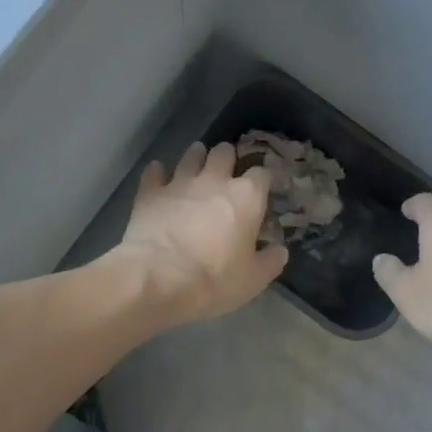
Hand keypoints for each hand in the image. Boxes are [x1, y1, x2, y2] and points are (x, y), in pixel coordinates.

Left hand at [113, 141, 288, 326]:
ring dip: (196, 157)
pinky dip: (157, 173)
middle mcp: (215, 180)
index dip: (264, 179)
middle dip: (227, 158)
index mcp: (246, 197)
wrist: (157, 279)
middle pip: (224, 152)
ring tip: (196, 164)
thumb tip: (280, 250)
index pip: (262, 173)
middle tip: (226, 172)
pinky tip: (158, 177)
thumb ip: (270, 261)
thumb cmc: (213, 279)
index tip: (264, 189)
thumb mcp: (253, 280)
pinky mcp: (151, 191)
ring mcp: (180, 182)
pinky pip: (154, 172)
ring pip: (191, 154)